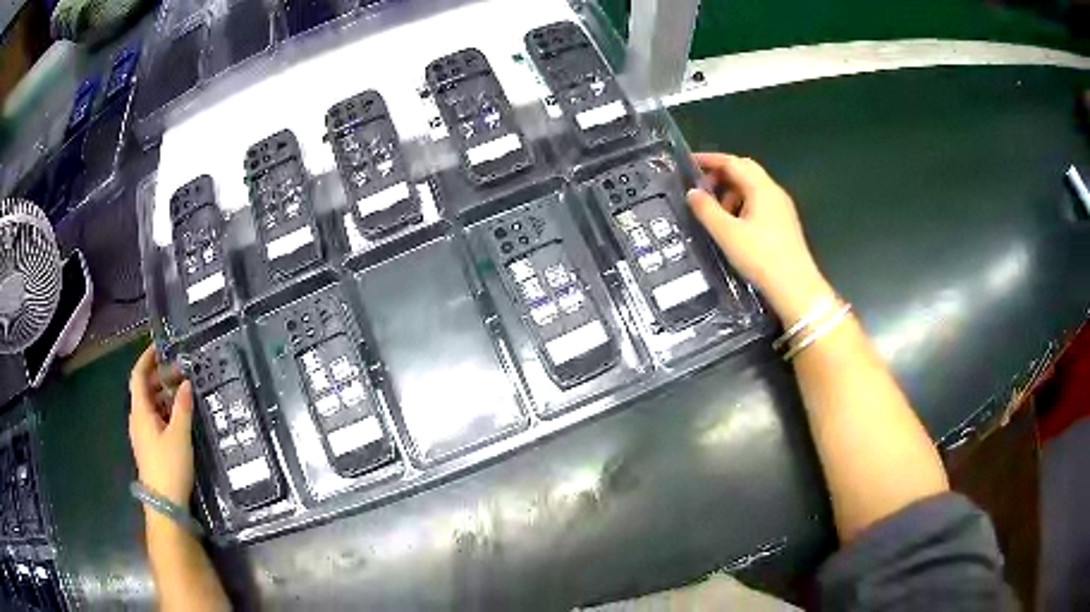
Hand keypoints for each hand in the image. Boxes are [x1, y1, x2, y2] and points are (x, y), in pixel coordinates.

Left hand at [129, 346, 194, 506]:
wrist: (164, 504)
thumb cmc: (169, 466)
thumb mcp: (179, 436)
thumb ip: (182, 407)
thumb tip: (185, 382)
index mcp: (140, 412)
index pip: (138, 376)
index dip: (146, 359)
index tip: (160, 347)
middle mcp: (137, 419)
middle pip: (143, 389)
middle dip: (159, 377)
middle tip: (179, 371)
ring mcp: (142, 434)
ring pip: (149, 405)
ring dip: (162, 394)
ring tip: (181, 392)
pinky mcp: (149, 447)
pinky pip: (153, 419)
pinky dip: (163, 410)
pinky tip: (178, 416)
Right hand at [687, 153, 832, 324]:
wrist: (796, 288)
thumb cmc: (761, 258)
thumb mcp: (727, 234)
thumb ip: (706, 210)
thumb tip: (692, 193)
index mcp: (761, 188)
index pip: (733, 162)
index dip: (710, 160)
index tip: (689, 163)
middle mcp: (774, 192)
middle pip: (745, 171)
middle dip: (721, 175)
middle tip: (701, 188)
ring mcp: (782, 208)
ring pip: (752, 188)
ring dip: (731, 193)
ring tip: (716, 213)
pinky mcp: (784, 223)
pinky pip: (759, 203)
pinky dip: (742, 205)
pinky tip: (734, 226)